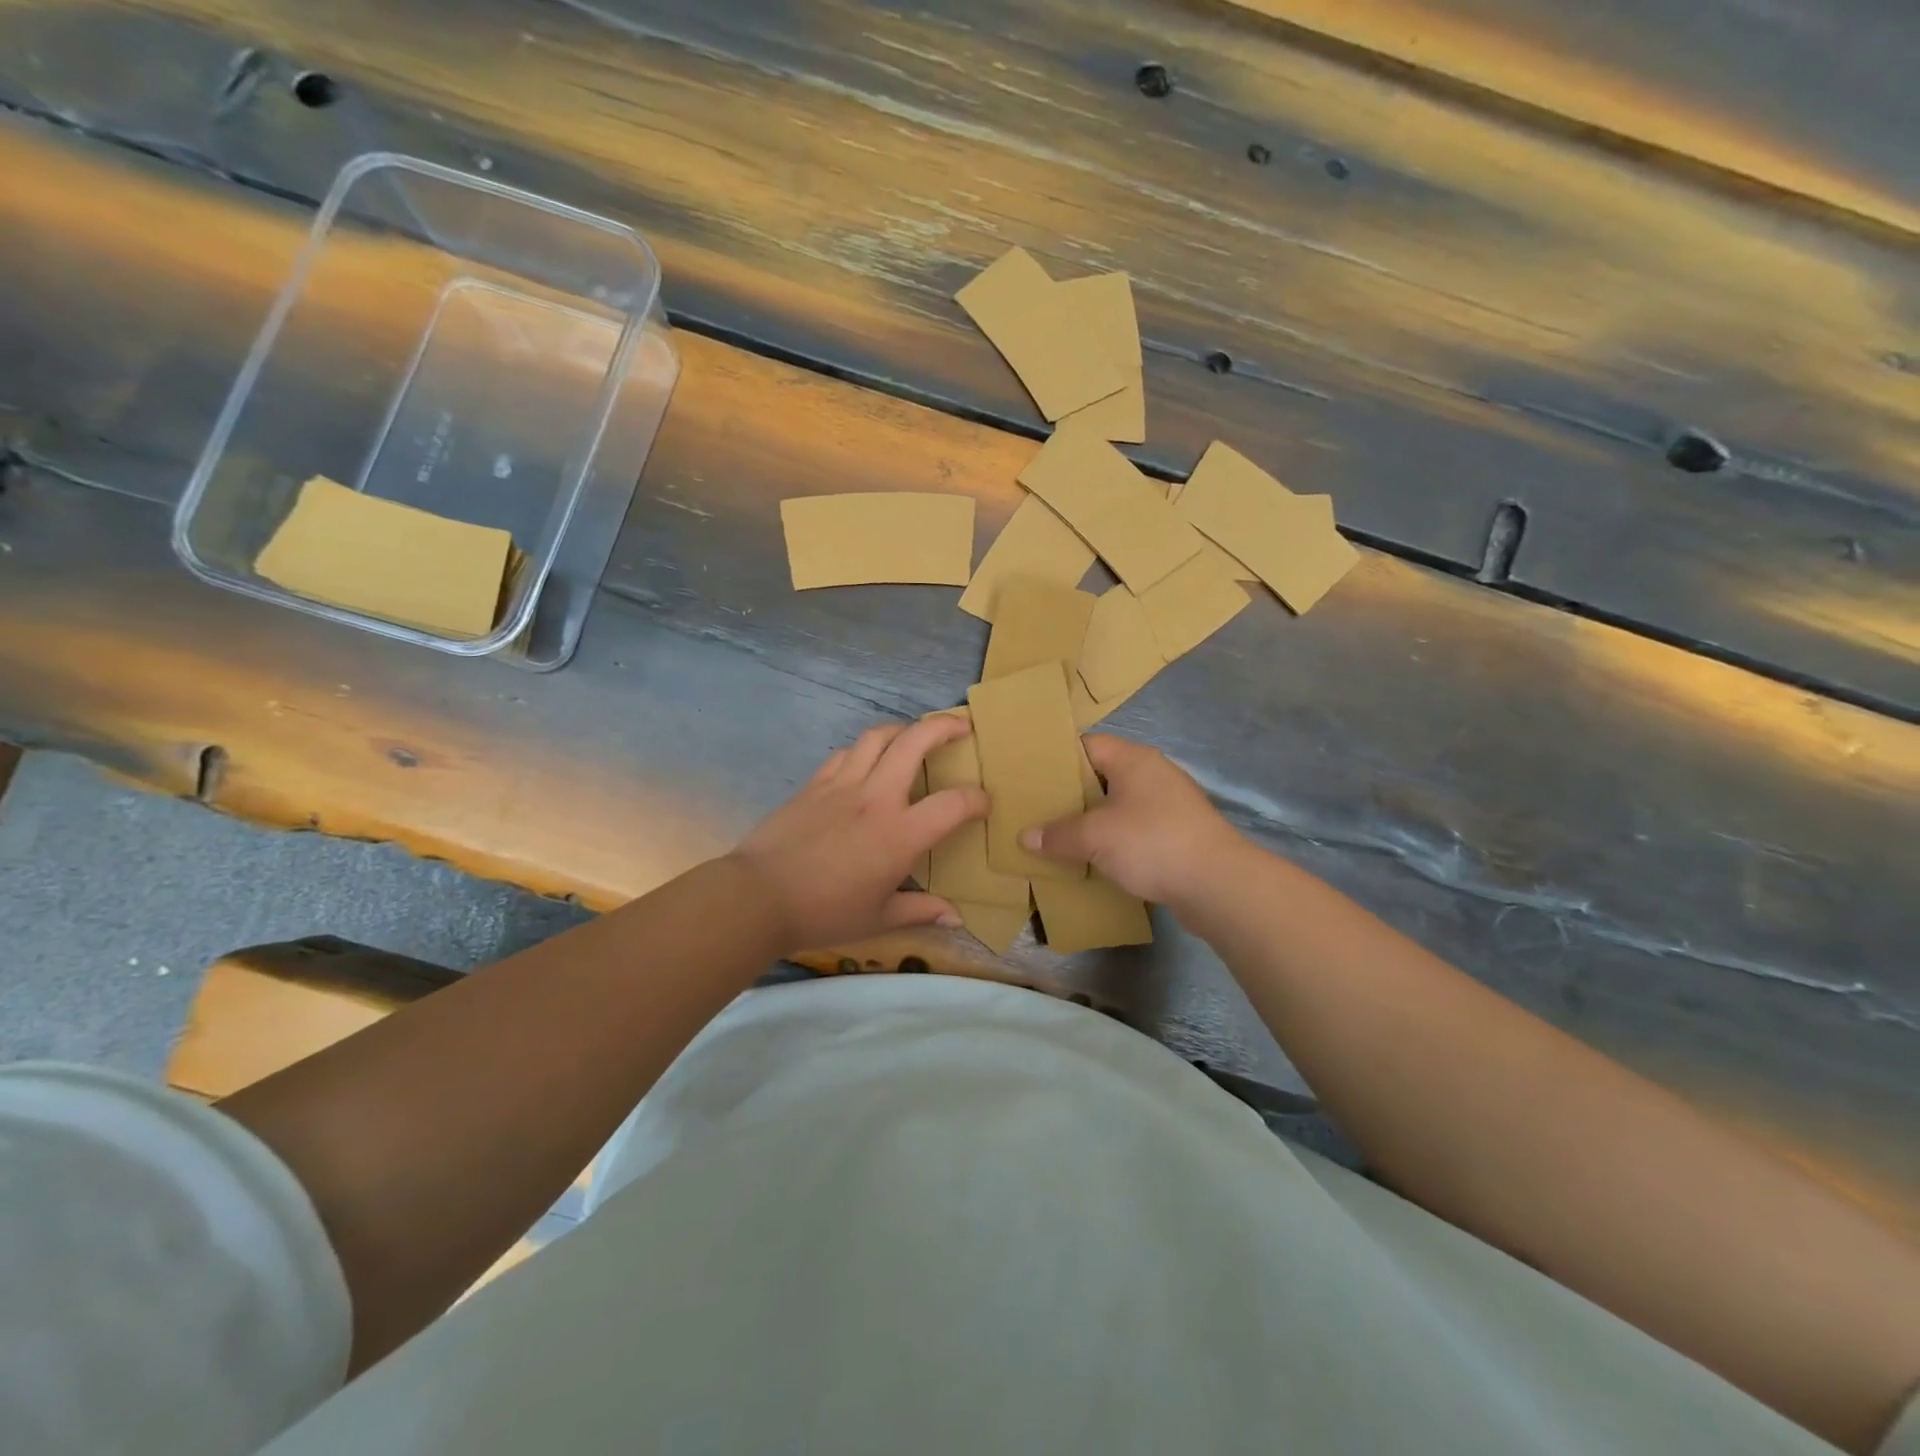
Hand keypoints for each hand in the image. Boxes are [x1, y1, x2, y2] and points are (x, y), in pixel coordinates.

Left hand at [728, 717, 988, 951]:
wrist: (758, 896)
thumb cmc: (824, 912)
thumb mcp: (879, 919)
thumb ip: (921, 910)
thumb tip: (957, 917)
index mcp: (900, 834)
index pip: (953, 804)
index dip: (977, 800)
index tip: (984, 804)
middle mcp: (876, 797)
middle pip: (915, 742)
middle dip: (944, 726)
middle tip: (961, 726)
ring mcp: (843, 784)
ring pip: (878, 735)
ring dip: (903, 729)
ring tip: (915, 736)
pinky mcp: (815, 782)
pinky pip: (847, 752)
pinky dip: (866, 749)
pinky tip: (868, 761)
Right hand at [1020, 734, 1241, 906]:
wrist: (1218, 884)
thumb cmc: (1152, 843)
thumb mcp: (1095, 837)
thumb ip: (1058, 834)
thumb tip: (1026, 836)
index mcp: (1133, 759)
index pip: (1088, 744)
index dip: (1058, 758)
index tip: (1031, 777)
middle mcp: (1153, 774)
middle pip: (1102, 775)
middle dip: (1071, 794)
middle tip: (1038, 810)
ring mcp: (1169, 804)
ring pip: (1119, 804)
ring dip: (1093, 820)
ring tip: (1060, 836)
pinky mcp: (1178, 833)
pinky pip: (1135, 829)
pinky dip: (1114, 840)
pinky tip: (1095, 858)